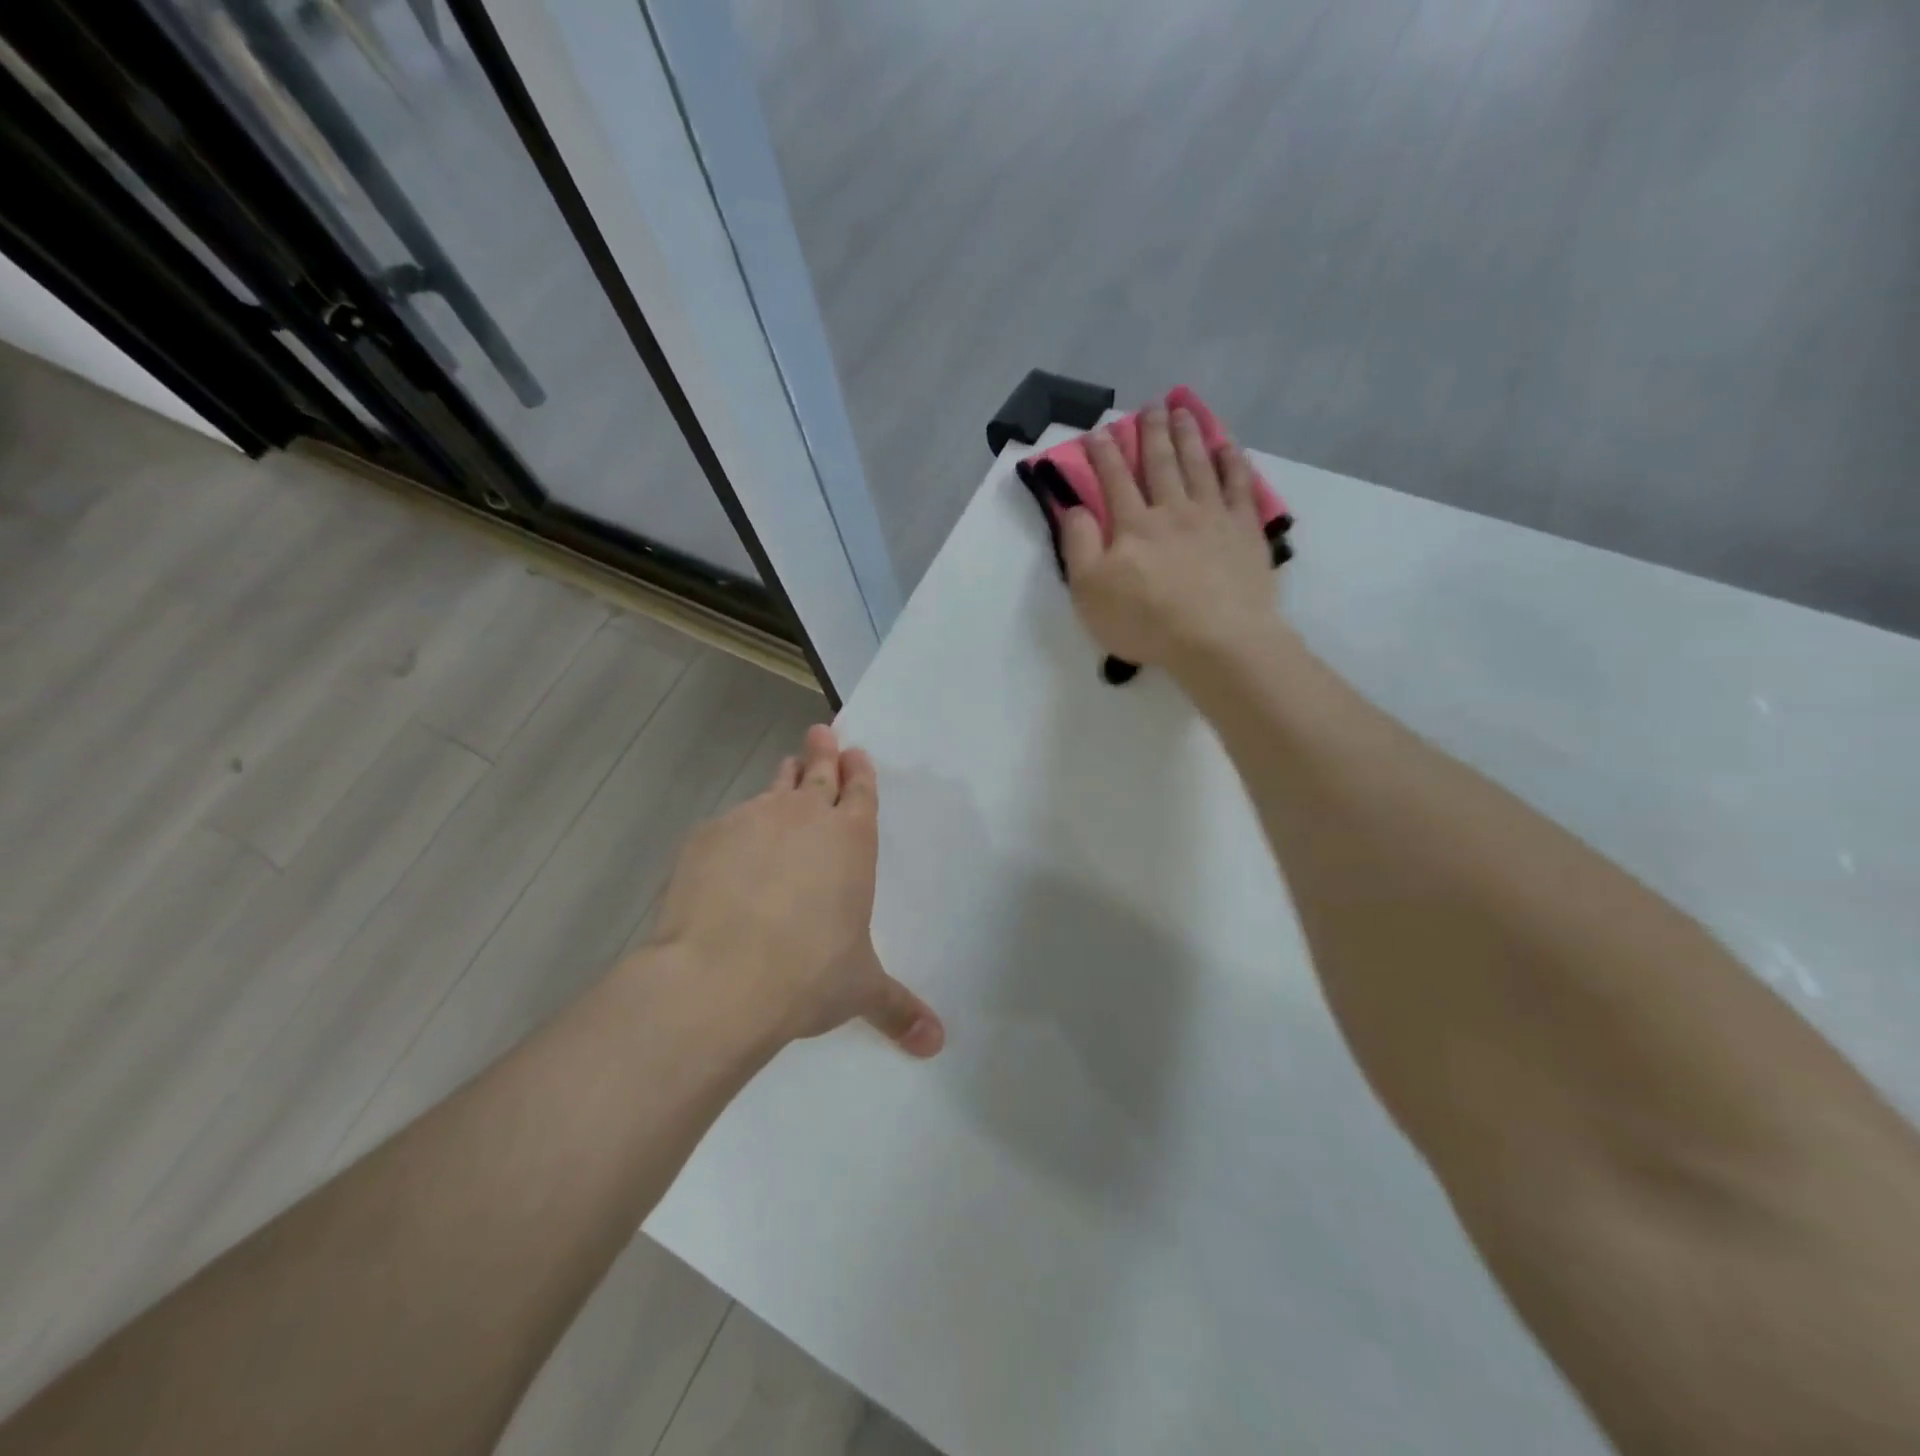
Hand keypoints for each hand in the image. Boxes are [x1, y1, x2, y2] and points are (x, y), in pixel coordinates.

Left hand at [646, 724, 944, 1057]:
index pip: (860, 792)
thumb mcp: (860, 989)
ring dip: (783, 779)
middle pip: (818, 772)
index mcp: (851, 841)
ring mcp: (753, 820)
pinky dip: (737, 827)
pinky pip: (729, 821)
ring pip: (773, 787)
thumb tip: (936, 1044)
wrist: (721, 976)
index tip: (854, 752)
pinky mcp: (708, 836)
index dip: (859, 771)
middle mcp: (805, 818)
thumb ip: (899, 1009)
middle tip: (822, 732)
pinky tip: (729, 848)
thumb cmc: (808, 974)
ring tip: (786, 771)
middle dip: (824, 752)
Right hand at [1060, 404, 1278, 672]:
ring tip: (1183, 412)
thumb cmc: (1145, 621)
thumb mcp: (1090, 591)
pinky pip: (1239, 486)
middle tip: (1150, 406)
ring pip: (1199, 465)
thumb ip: (1078, 546)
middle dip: (1151, 433)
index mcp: (1132, 526)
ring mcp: (1213, 517)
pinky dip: (1233, 462)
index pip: (1114, 480)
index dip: (1104, 454)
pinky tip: (1228, 447)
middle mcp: (1172, 510)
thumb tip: (1075, 507)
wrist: (1217, 640)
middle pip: (1160, 463)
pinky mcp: (1245, 532)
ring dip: (1189, 436)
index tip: (1099, 431)